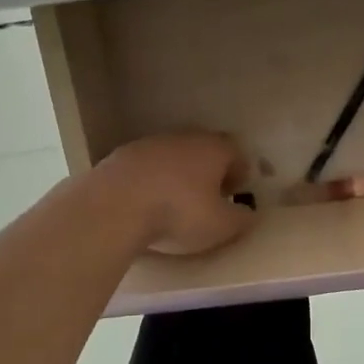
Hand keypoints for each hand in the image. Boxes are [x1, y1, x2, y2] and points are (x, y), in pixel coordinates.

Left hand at [98, 133, 257, 256]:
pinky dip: (150, 181)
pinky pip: (146, 167)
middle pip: (204, 150)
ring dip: (178, 175)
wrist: (114, 206)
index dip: (240, 172)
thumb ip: (241, 219)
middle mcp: (184, 138)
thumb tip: (248, 214)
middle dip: (209, 171)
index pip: (236, 152)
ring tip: (175, 202)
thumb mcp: (221, 226)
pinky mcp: (120, 156)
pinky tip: (145, 203)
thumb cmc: (179, 213)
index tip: (236, 193)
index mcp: (213, 149)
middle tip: (209, 197)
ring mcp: (149, 144)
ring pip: (173, 156)